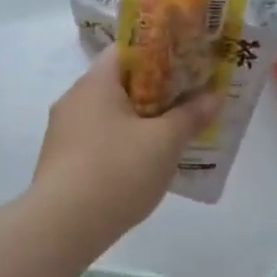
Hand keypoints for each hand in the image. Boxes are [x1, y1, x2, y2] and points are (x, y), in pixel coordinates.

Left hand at [32, 51, 221, 244]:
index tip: (188, 63)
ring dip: (140, 120)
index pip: (127, 50)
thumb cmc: (117, 171)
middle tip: (189, 99)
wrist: (62, 227)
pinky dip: (123, 143)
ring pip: (110, 114)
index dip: (160, 52)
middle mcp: (74, 99)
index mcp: (95, 83)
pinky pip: (99, 139)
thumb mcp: (164, 142)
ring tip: (173, 133)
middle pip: (120, 83)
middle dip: (156, 90)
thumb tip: (215, 96)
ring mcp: (64, 131)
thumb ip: (191, 115)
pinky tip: (145, 163)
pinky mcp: (62, 160)